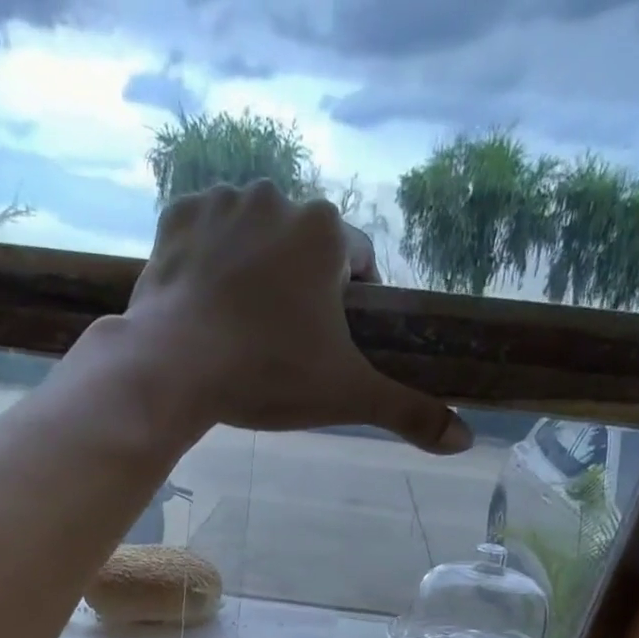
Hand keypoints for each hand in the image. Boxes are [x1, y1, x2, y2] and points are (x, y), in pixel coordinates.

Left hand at [123, 181, 472, 454]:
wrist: (173, 368)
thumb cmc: (268, 376)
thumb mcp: (347, 397)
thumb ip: (408, 412)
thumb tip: (465, 440)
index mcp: (326, 232)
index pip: (358, 261)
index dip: (350, 306)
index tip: (329, 343)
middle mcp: (278, 197)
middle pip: (303, 248)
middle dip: (299, 288)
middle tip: (279, 344)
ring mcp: (222, 203)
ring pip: (254, 238)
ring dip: (255, 272)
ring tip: (239, 329)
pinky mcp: (176, 218)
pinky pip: (205, 235)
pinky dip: (208, 263)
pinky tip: (205, 305)